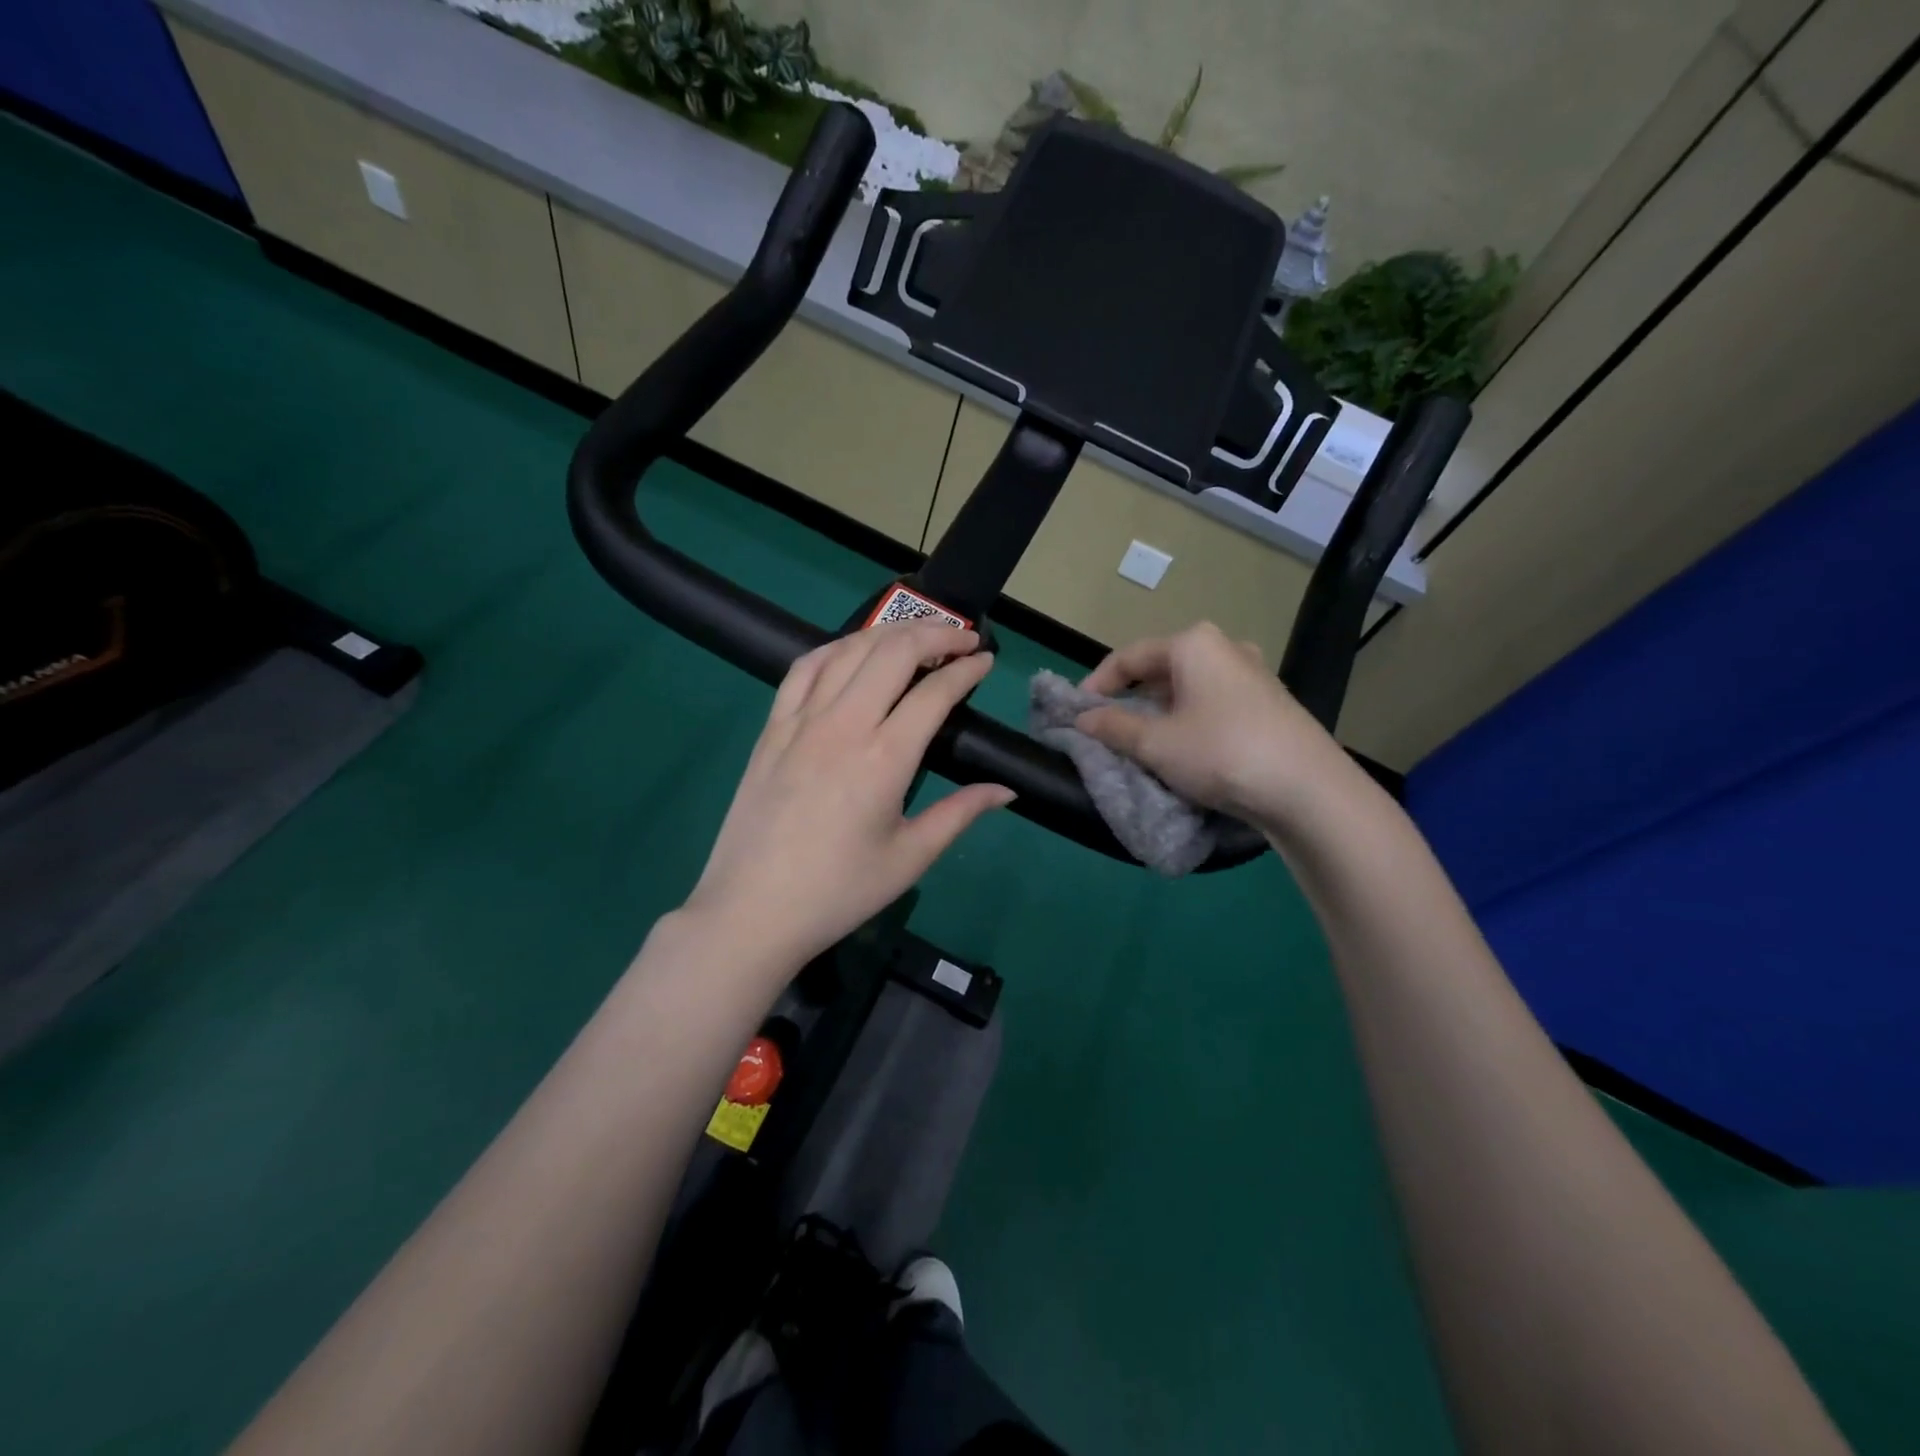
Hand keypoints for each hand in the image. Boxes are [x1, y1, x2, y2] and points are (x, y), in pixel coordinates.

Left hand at [684, 623, 1013, 969]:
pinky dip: (836, 649)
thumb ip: (961, 813)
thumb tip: (1007, 791)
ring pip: (849, 650)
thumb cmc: (839, 891)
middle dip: (936, 634)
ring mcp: (801, 721)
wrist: (752, 911)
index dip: (967, 669)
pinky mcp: (772, 728)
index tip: (986, 661)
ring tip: (917, 637)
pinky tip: (852, 652)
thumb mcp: (910, 857)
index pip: (934, 692)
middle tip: (962, 640)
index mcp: (884, 758)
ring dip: (889, 633)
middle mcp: (843, 725)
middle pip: (894, 652)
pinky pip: (804, 669)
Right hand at [1075, 622, 1352, 830]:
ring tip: (1144, 743)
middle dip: (1131, 698)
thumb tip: (1083, 718)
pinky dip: (1190, 720)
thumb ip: (1113, 727)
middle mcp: (1225, 648)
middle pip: (1161, 669)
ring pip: (1189, 687)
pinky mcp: (1270, 703)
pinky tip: (1187, 749)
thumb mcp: (1156, 744)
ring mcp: (1253, 674)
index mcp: (1193, 644)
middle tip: (1109, 728)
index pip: (1129, 656)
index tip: (1077, 712)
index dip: (1097, 683)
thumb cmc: (1221, 752)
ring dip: (1160, 711)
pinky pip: (1214, 703)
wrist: (1307, 789)